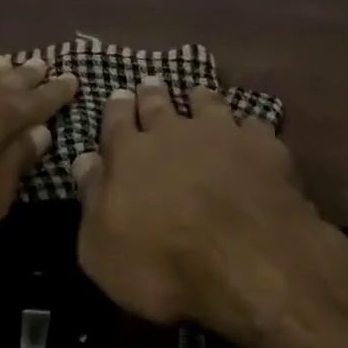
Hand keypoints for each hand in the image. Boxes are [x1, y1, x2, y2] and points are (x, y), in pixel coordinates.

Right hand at [72, 80, 332, 334]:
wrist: (247, 260)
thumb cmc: (162, 265)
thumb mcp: (102, 248)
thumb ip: (92, 198)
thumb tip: (83, 159)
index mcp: (130, 154)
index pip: (116, 120)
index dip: (116, 107)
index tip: (118, 95)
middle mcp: (173, 132)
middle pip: (159, 103)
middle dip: (151, 93)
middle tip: (151, 83)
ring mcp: (221, 133)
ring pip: (207, 103)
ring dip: (200, 99)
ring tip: (198, 95)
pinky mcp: (263, 147)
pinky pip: (253, 125)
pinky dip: (248, 128)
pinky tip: (251, 132)